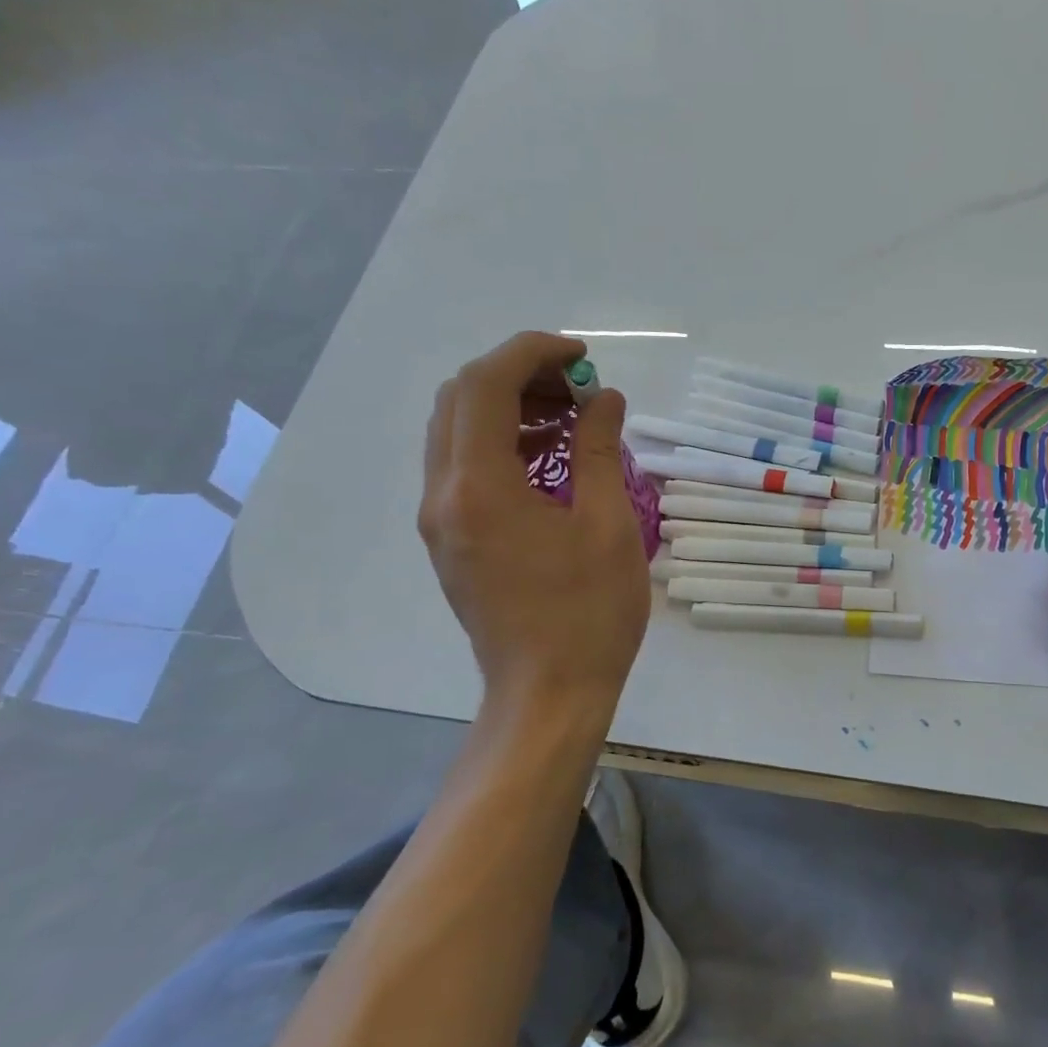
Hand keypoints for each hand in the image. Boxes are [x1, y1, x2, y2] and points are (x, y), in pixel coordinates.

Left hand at [419, 332, 650, 713]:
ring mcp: (440, 520)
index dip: (532, 353)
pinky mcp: (450, 540)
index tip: (582, 356)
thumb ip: (598, 449)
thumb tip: (603, 398)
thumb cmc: (588, 613)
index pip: (485, 384)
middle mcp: (443, 495)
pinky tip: (547, 459)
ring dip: (507, 407)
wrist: (548, 694)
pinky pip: (463, 466)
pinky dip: (500, 443)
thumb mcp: (607, 524)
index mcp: (479, 487)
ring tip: (569, 420)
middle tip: (576, 388)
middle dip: (518, 375)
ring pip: (456, 431)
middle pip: (460, 399)